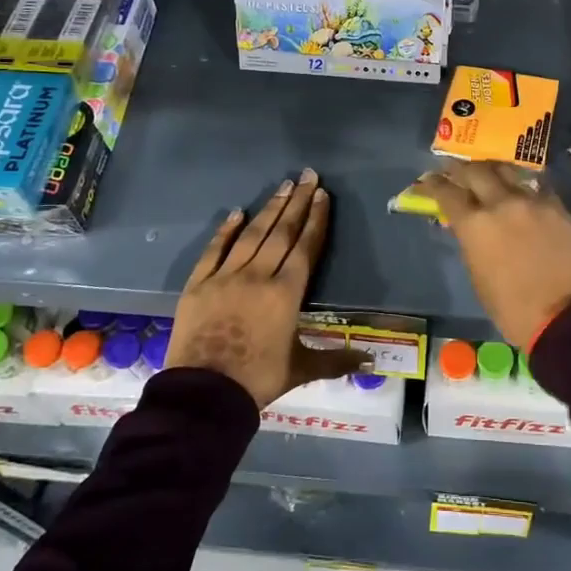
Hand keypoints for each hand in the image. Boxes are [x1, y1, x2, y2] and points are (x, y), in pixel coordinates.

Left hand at [164, 169, 371, 408]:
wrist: (204, 393)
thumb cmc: (258, 379)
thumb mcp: (301, 369)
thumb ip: (336, 360)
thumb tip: (372, 363)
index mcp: (287, 293)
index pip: (306, 247)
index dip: (316, 220)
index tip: (323, 195)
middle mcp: (259, 276)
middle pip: (282, 232)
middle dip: (297, 203)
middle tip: (307, 176)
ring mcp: (226, 276)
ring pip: (252, 234)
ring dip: (270, 209)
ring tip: (283, 186)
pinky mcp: (199, 284)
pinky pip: (214, 250)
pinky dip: (226, 230)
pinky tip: (237, 212)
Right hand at [407, 162, 570, 346]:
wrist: (567, 316)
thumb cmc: (513, 310)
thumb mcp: (479, 278)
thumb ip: (471, 244)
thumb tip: (470, 229)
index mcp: (475, 225)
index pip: (446, 193)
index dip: (433, 184)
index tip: (427, 180)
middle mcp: (502, 204)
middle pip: (476, 171)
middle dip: (460, 168)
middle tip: (453, 169)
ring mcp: (534, 202)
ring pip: (508, 171)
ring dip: (492, 169)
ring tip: (487, 172)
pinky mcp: (559, 208)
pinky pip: (536, 186)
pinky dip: (522, 186)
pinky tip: (521, 192)